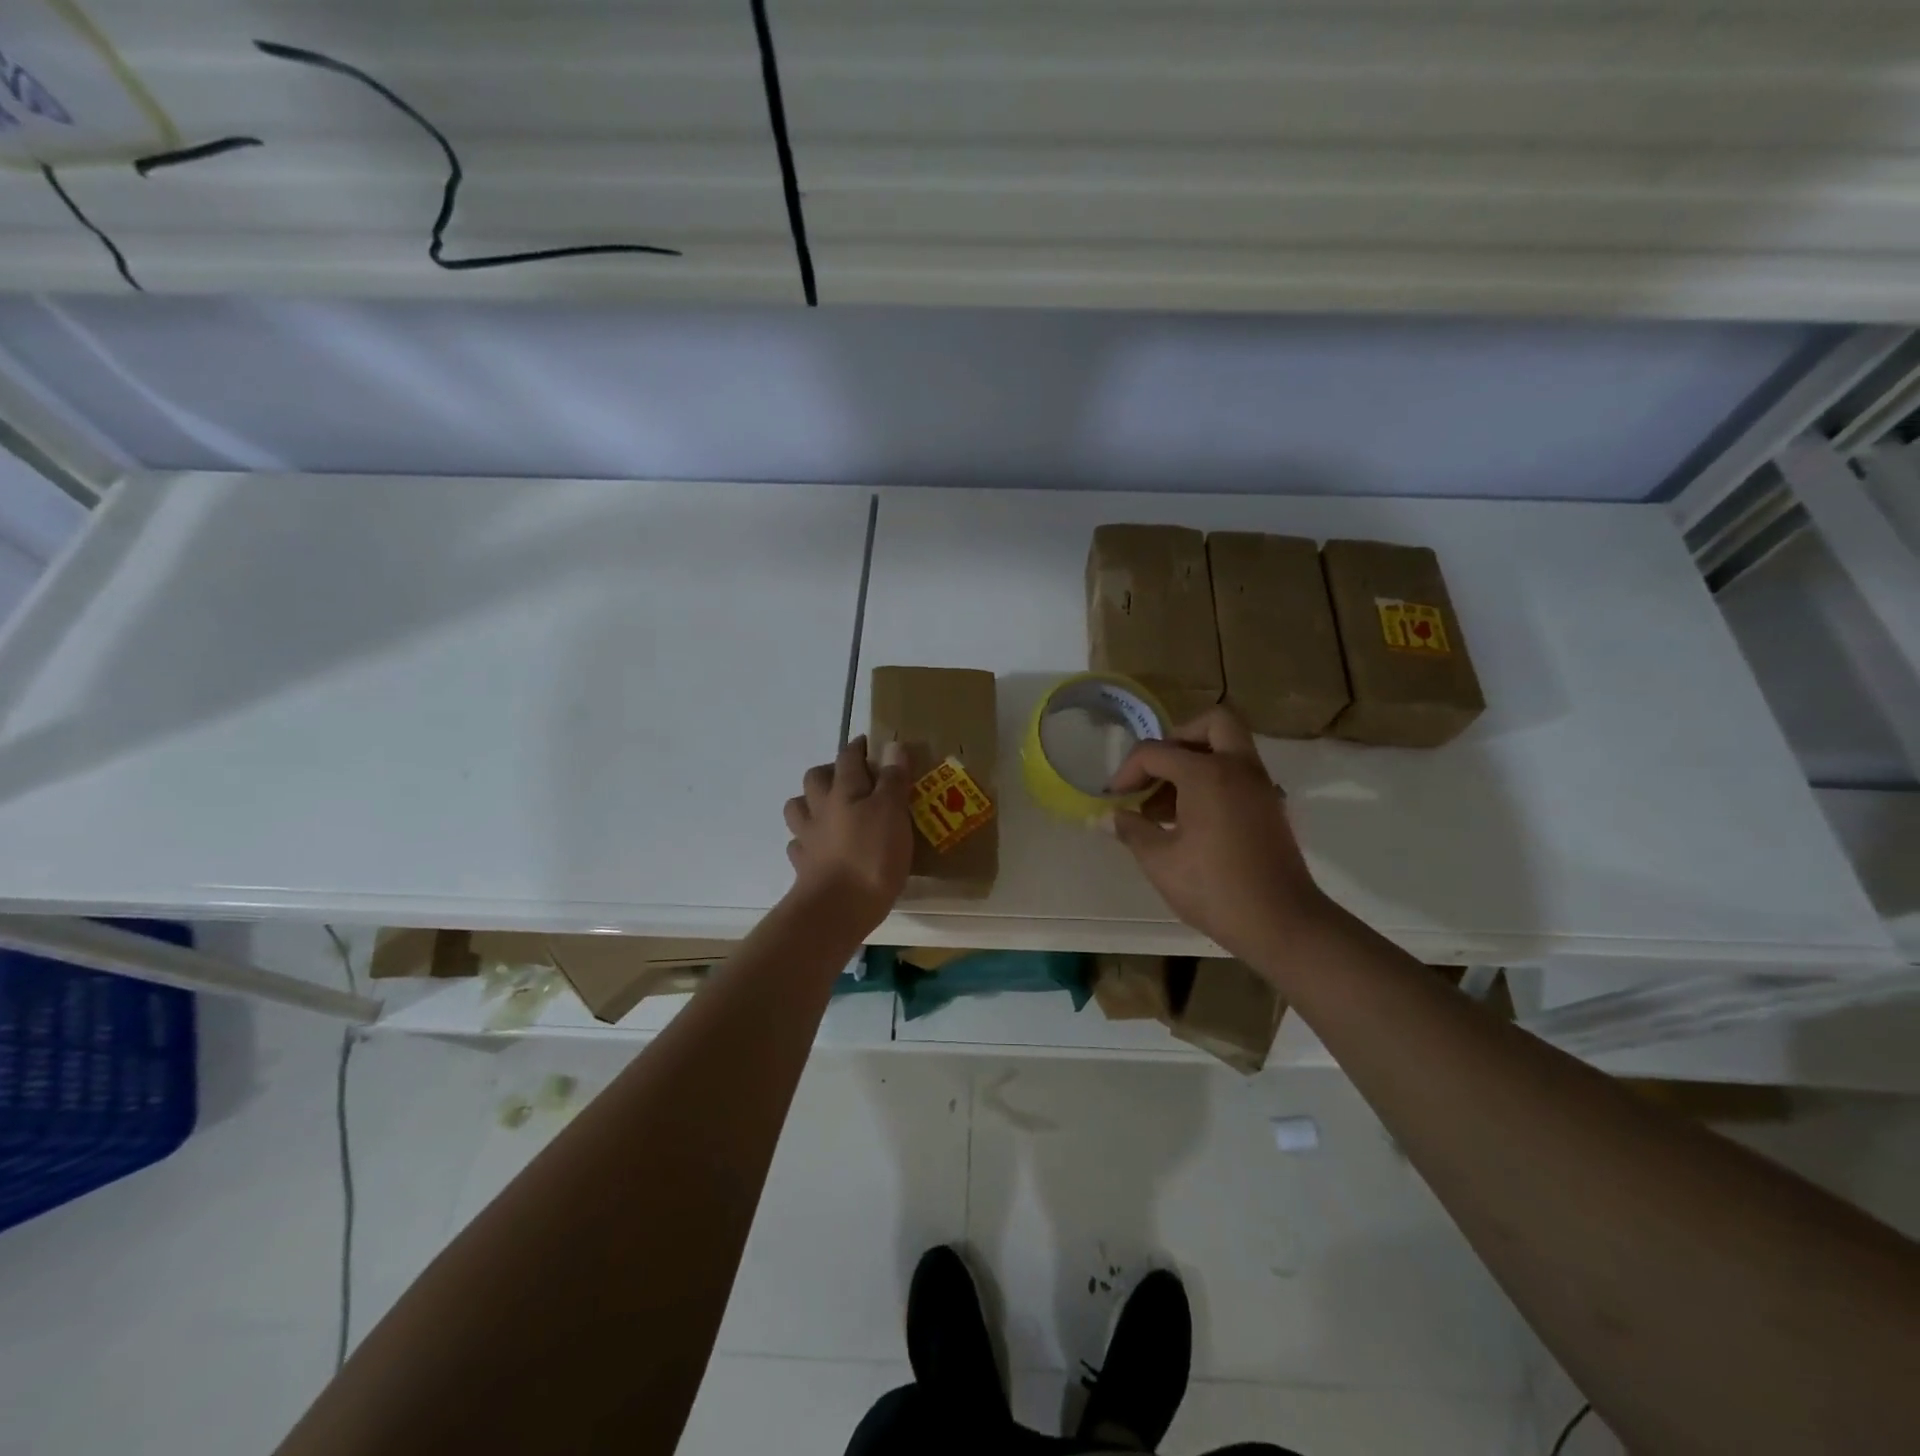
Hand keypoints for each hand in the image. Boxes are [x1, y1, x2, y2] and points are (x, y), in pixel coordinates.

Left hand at [783, 736, 912, 926]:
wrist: (838, 908)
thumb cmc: (872, 854)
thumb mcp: (893, 811)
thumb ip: (893, 779)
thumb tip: (892, 745)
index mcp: (844, 790)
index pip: (848, 757)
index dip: (858, 747)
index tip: (868, 744)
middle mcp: (821, 808)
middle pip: (815, 778)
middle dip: (829, 772)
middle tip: (851, 779)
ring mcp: (808, 838)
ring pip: (798, 809)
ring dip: (810, 803)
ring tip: (829, 811)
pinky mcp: (804, 867)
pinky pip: (799, 846)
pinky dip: (807, 842)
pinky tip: (820, 848)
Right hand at [1106, 706, 1331, 961]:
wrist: (1282, 924)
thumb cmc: (1215, 889)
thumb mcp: (1160, 861)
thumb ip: (1131, 830)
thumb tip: (1106, 816)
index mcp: (1207, 774)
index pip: (1156, 751)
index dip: (1127, 771)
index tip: (1115, 799)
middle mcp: (1238, 767)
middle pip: (1211, 723)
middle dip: (1176, 738)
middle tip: (1155, 773)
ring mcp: (1260, 785)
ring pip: (1227, 746)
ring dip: (1194, 761)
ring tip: (1163, 806)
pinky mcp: (1270, 806)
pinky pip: (1238, 772)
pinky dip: (1212, 780)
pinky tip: (1189, 821)